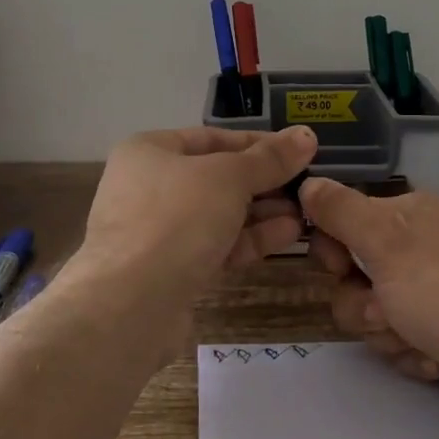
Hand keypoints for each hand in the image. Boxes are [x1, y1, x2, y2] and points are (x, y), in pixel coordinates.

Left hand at [70, 125, 318, 344]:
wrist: (130, 303)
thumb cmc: (176, 218)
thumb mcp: (229, 178)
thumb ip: (269, 159)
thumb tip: (305, 135)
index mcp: (149, 151)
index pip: (212, 138)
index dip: (257, 143)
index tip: (298, 150)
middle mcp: (148, 186)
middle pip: (216, 178)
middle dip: (264, 183)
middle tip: (308, 185)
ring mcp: (158, 230)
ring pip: (218, 214)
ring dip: (262, 213)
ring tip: (306, 213)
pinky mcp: (170, 269)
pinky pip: (215, 245)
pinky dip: (249, 239)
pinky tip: (288, 235)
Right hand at [301, 179, 438, 418]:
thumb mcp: (384, 241)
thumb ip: (339, 211)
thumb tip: (307, 182)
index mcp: (406, 214)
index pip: (342, 222)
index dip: (332, 253)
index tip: (340, 270)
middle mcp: (423, 245)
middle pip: (357, 277)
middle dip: (363, 306)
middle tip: (386, 314)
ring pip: (379, 315)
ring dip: (390, 336)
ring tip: (421, 343)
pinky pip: (409, 339)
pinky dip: (416, 353)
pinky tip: (438, 361)